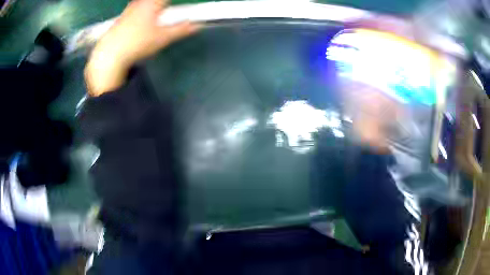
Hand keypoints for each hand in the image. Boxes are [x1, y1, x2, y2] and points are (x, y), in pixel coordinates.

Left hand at [85, 0, 200, 95]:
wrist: (110, 55)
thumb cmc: (138, 43)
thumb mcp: (163, 38)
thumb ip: (181, 29)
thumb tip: (197, 25)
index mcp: (152, 3)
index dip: (170, 3)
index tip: (172, 9)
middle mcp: (139, 3)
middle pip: (154, 1)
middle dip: (160, 5)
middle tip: (165, 11)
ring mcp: (128, 10)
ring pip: (142, 3)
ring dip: (149, 6)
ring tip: (152, 20)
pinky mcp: (119, 19)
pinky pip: (133, 9)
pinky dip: (139, 12)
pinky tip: (138, 26)